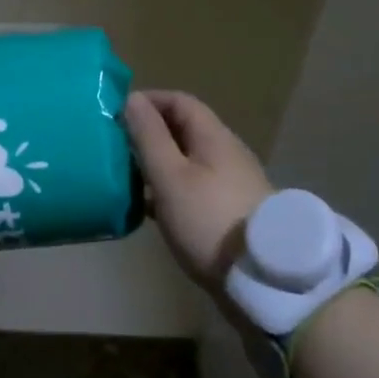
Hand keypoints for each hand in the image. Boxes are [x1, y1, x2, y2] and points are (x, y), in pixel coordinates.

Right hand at [125, 90, 272, 291]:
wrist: (262, 278)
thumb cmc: (209, 220)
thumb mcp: (170, 176)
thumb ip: (149, 136)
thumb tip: (133, 99)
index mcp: (214, 136)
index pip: (179, 101)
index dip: (148, 101)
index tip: (117, 113)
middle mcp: (226, 153)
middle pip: (184, 130)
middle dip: (149, 133)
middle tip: (116, 147)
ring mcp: (231, 184)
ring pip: (187, 161)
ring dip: (157, 163)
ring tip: (126, 178)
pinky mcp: (230, 212)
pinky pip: (194, 188)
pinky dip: (169, 190)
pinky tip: (150, 209)